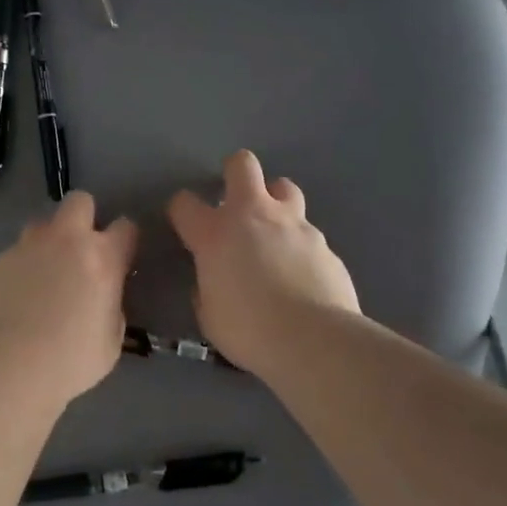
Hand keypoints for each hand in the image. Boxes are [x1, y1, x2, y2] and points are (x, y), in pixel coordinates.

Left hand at [0, 192, 139, 405]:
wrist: (11, 365)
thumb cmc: (72, 358)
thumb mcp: (112, 338)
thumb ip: (111, 305)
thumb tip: (101, 297)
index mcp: (102, 257)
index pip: (125, 226)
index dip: (125, 239)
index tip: (121, 256)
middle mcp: (65, 240)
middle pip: (79, 201)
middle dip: (84, 218)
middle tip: (81, 250)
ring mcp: (27, 247)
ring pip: (41, 225)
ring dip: (48, 242)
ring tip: (44, 275)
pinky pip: (15, 254)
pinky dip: (21, 268)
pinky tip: (18, 298)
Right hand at [168, 150, 360, 371]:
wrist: (315, 340)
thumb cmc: (249, 330)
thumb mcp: (210, 316)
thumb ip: (206, 288)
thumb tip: (213, 279)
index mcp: (215, 234)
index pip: (184, 203)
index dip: (181, 210)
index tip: (185, 225)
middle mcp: (254, 216)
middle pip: (242, 165)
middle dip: (235, 172)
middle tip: (234, 200)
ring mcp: (294, 225)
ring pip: (285, 188)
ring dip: (275, 202)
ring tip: (273, 231)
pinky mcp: (325, 243)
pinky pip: (307, 232)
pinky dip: (299, 245)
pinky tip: (301, 273)